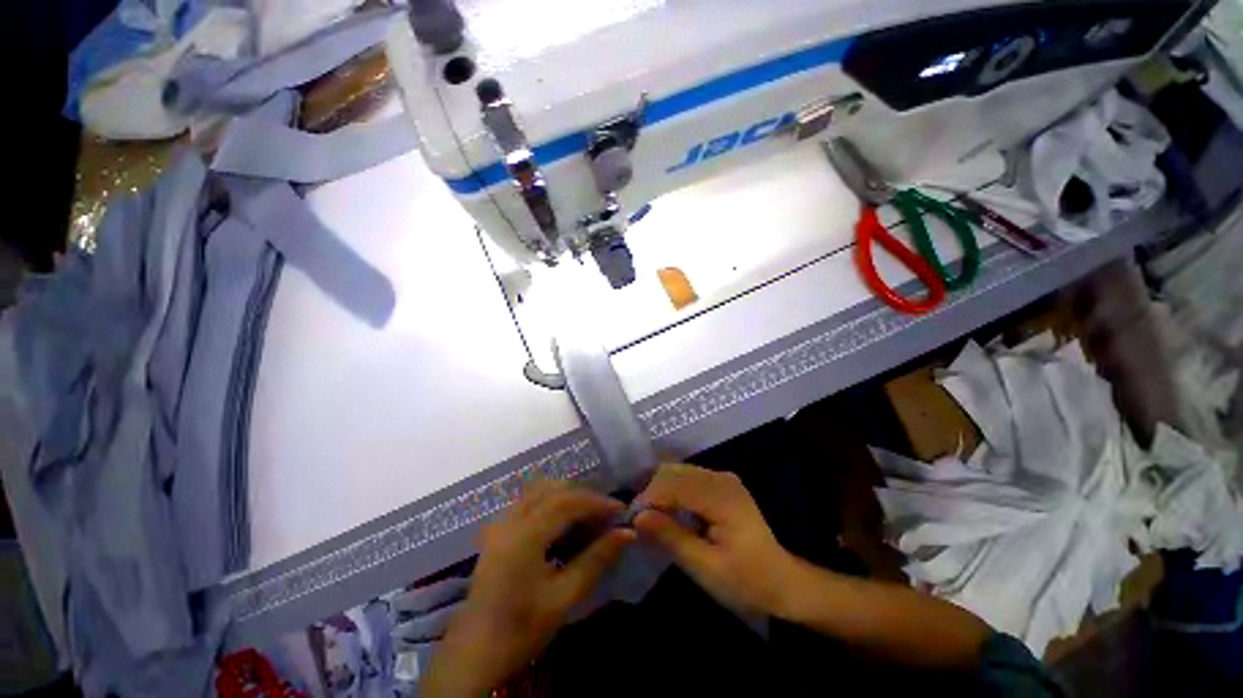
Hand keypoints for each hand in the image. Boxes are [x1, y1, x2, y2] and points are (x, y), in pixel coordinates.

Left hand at [422, 481, 633, 696]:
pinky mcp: (497, 530)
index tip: (620, 510)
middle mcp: (510, 520)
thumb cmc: (521, 628)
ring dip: (566, 495)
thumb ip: (596, 560)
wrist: (473, 653)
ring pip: (539, 490)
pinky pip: (528, 501)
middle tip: (605, 512)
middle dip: (582, 495)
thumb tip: (627, 533)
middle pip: (553, 489)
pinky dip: (550, 501)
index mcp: (525, 535)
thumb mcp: (563, 598)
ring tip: (587, 514)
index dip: (596, 502)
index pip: (567, 502)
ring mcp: (500, 523)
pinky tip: (562, 521)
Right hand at [634, 464, 796, 616]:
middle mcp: (721, 478)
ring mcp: (722, 478)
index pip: (674, 485)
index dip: (649, 499)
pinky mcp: (721, 484)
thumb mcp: (706, 568)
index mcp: (722, 497)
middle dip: (652, 492)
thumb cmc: (746, 581)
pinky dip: (672, 490)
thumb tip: (638, 518)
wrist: (782, 581)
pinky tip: (668, 511)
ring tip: (650, 517)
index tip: (632, 521)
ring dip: (660, 490)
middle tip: (640, 520)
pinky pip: (687, 477)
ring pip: (678, 472)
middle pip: (674, 472)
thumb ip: (672, 538)